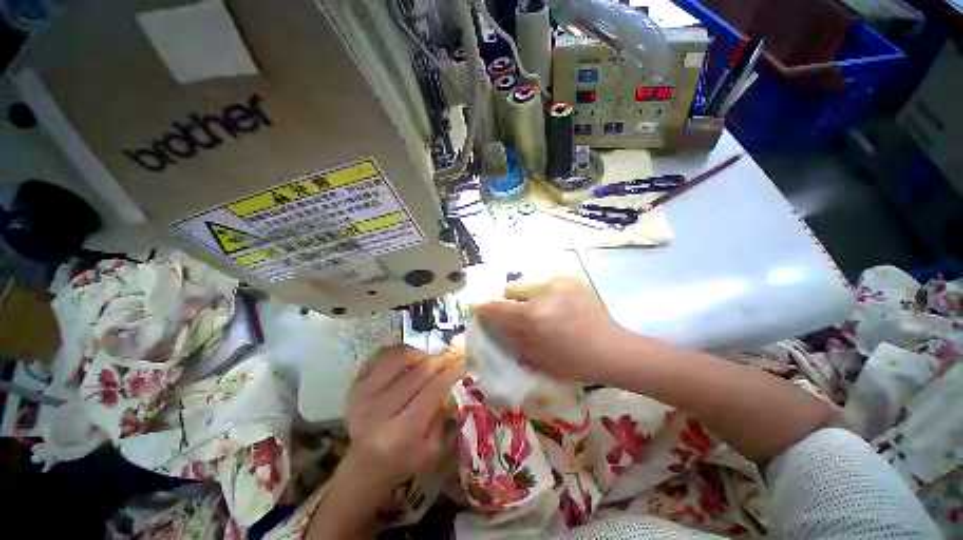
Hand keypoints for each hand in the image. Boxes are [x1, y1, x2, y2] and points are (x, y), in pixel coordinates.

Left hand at [343, 345, 463, 488]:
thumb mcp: (431, 448)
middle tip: (449, 358)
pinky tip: (409, 358)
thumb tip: (454, 380)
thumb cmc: (403, 460)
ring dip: (419, 353)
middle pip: (417, 372)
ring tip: (428, 359)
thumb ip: (443, 414)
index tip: (461, 365)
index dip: (449, 374)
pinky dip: (398, 351)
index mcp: (401, 432)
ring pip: (398, 358)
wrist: (364, 465)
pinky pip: (380, 355)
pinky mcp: (354, 385)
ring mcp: (363, 395)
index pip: (431, 391)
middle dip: (439, 361)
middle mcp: (379, 411)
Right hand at [473, 276, 633, 383]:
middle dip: (509, 302)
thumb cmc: (573, 361)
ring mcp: (558, 282)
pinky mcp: (570, 278)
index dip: (483, 307)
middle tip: (520, 316)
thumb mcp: (535, 356)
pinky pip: (545, 283)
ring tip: (542, 311)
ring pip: (527, 284)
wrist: (612, 349)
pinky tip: (558, 306)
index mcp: (532, 316)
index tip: (476, 307)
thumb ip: (510, 334)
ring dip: (527, 296)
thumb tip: (494, 320)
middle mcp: (542, 293)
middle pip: (510, 288)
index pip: (497, 306)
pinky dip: (544, 293)